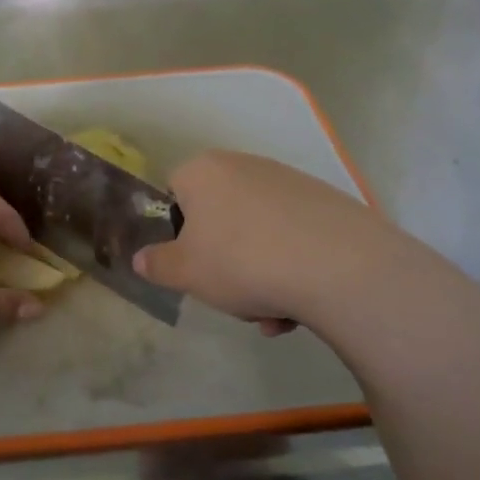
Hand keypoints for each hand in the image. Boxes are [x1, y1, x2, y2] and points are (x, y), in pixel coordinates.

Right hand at [135, 151, 379, 331]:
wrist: (338, 265)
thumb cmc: (241, 261)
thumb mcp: (185, 272)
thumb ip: (157, 264)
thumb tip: (141, 258)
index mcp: (203, 171)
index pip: (174, 192)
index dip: (177, 232)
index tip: (189, 264)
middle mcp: (245, 165)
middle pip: (219, 217)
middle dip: (222, 260)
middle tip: (231, 295)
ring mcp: (289, 182)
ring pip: (257, 234)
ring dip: (258, 275)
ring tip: (272, 314)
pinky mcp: (326, 203)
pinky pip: (293, 238)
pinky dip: (290, 269)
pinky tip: (299, 307)